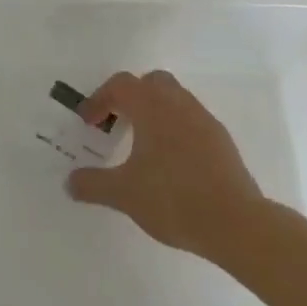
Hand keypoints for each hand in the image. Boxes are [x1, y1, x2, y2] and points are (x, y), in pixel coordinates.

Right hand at [65, 70, 273, 262]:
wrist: (236, 223)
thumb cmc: (173, 198)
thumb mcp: (124, 194)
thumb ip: (93, 184)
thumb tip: (70, 182)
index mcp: (152, 107)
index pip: (121, 85)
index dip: (99, 99)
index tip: (89, 123)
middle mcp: (179, 104)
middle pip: (151, 82)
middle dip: (131, 97)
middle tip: (117, 123)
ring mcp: (204, 121)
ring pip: (175, 99)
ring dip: (154, 112)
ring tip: (142, 145)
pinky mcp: (222, 142)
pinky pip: (192, 121)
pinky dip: (175, 130)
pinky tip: (170, 163)